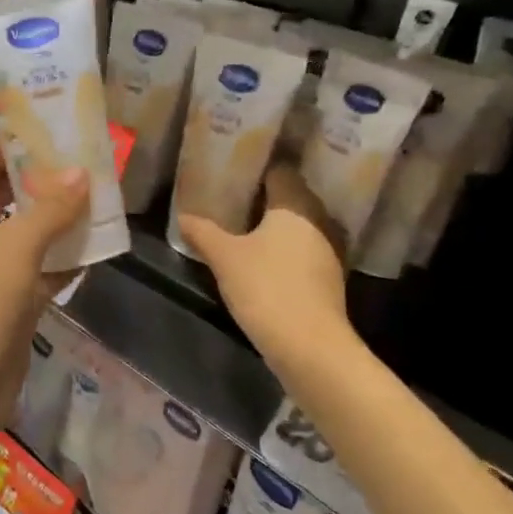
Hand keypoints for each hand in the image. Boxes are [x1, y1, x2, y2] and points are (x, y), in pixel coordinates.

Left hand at [0, 145, 89, 433]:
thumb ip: (51, 207)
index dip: (17, 145)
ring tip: (102, 201)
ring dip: (59, 223)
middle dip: (45, 183)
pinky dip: (62, 264)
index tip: (58, 132)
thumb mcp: (15, 245)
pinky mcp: (6, 307)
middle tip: (90, 165)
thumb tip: (79, 172)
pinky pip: (37, 274)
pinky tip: (97, 251)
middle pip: (7, 197)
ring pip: (26, 237)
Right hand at [177, 163, 351, 368]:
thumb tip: (182, 216)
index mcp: (296, 204)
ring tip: (243, 228)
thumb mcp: (224, 258)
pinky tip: (263, 259)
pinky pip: (305, 249)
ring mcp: (330, 249)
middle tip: (231, 199)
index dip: (257, 168)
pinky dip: (286, 250)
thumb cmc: (266, 288)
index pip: (280, 170)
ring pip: (299, 225)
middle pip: (291, 196)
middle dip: (264, 197)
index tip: (233, 171)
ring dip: (276, 226)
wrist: (310, 346)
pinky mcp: (330, 277)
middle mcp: (319, 219)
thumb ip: (203, 232)